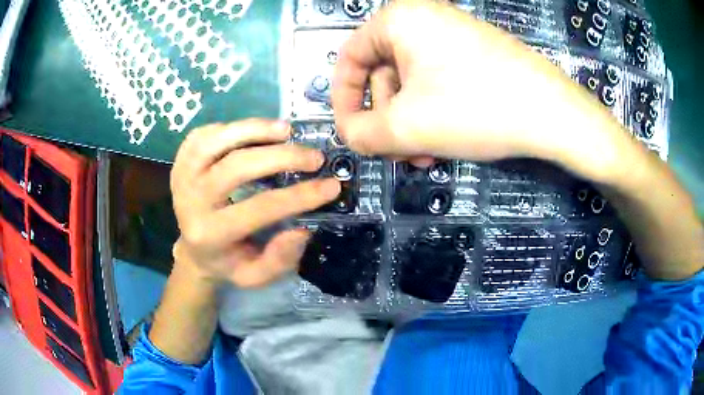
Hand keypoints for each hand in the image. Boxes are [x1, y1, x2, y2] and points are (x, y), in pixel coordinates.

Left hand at [169, 119, 340, 287]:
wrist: (194, 249)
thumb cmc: (228, 262)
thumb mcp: (255, 276)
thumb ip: (279, 259)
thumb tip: (302, 229)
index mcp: (210, 234)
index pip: (259, 208)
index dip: (299, 196)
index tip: (332, 185)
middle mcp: (190, 201)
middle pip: (236, 166)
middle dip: (282, 156)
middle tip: (315, 156)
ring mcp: (182, 175)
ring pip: (217, 140)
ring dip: (255, 130)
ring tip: (287, 130)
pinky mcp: (181, 160)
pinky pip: (205, 134)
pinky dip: (232, 128)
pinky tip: (255, 131)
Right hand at [333, 0, 623, 180]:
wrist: (554, 114)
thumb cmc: (477, 108)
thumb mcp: (406, 127)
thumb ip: (360, 134)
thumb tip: (348, 134)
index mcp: (399, 20)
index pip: (349, 58)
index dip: (343, 99)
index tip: (351, 131)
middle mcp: (423, 18)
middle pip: (383, 73)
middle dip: (387, 119)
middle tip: (400, 153)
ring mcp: (452, 34)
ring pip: (411, 83)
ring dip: (410, 123)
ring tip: (425, 154)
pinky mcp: (474, 52)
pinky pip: (437, 81)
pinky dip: (433, 112)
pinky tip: (444, 140)